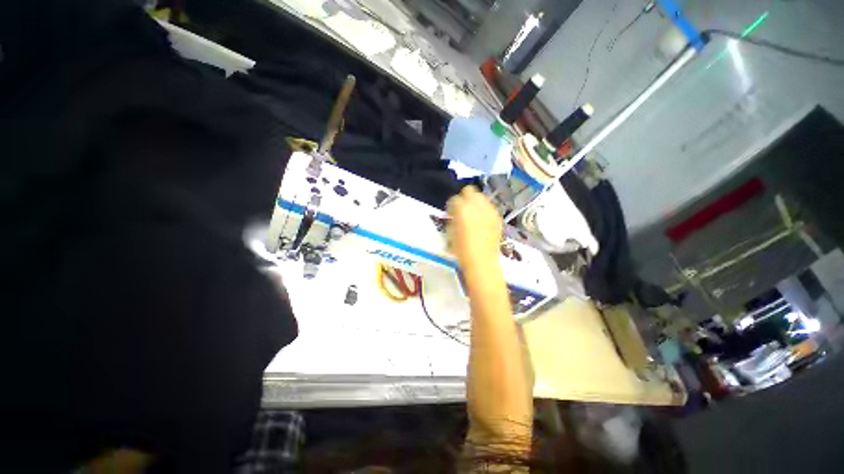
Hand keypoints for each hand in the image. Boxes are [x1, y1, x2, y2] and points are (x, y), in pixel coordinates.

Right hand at [446, 186, 502, 269]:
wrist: (481, 261)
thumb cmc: (461, 249)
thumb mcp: (450, 232)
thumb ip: (452, 218)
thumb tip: (454, 213)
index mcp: (462, 209)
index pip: (454, 199)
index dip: (451, 206)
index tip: (451, 212)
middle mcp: (477, 205)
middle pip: (470, 191)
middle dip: (464, 198)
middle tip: (461, 209)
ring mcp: (489, 210)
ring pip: (481, 197)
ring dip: (475, 203)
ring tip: (472, 215)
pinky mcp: (497, 217)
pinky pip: (489, 207)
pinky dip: (484, 210)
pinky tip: (481, 221)